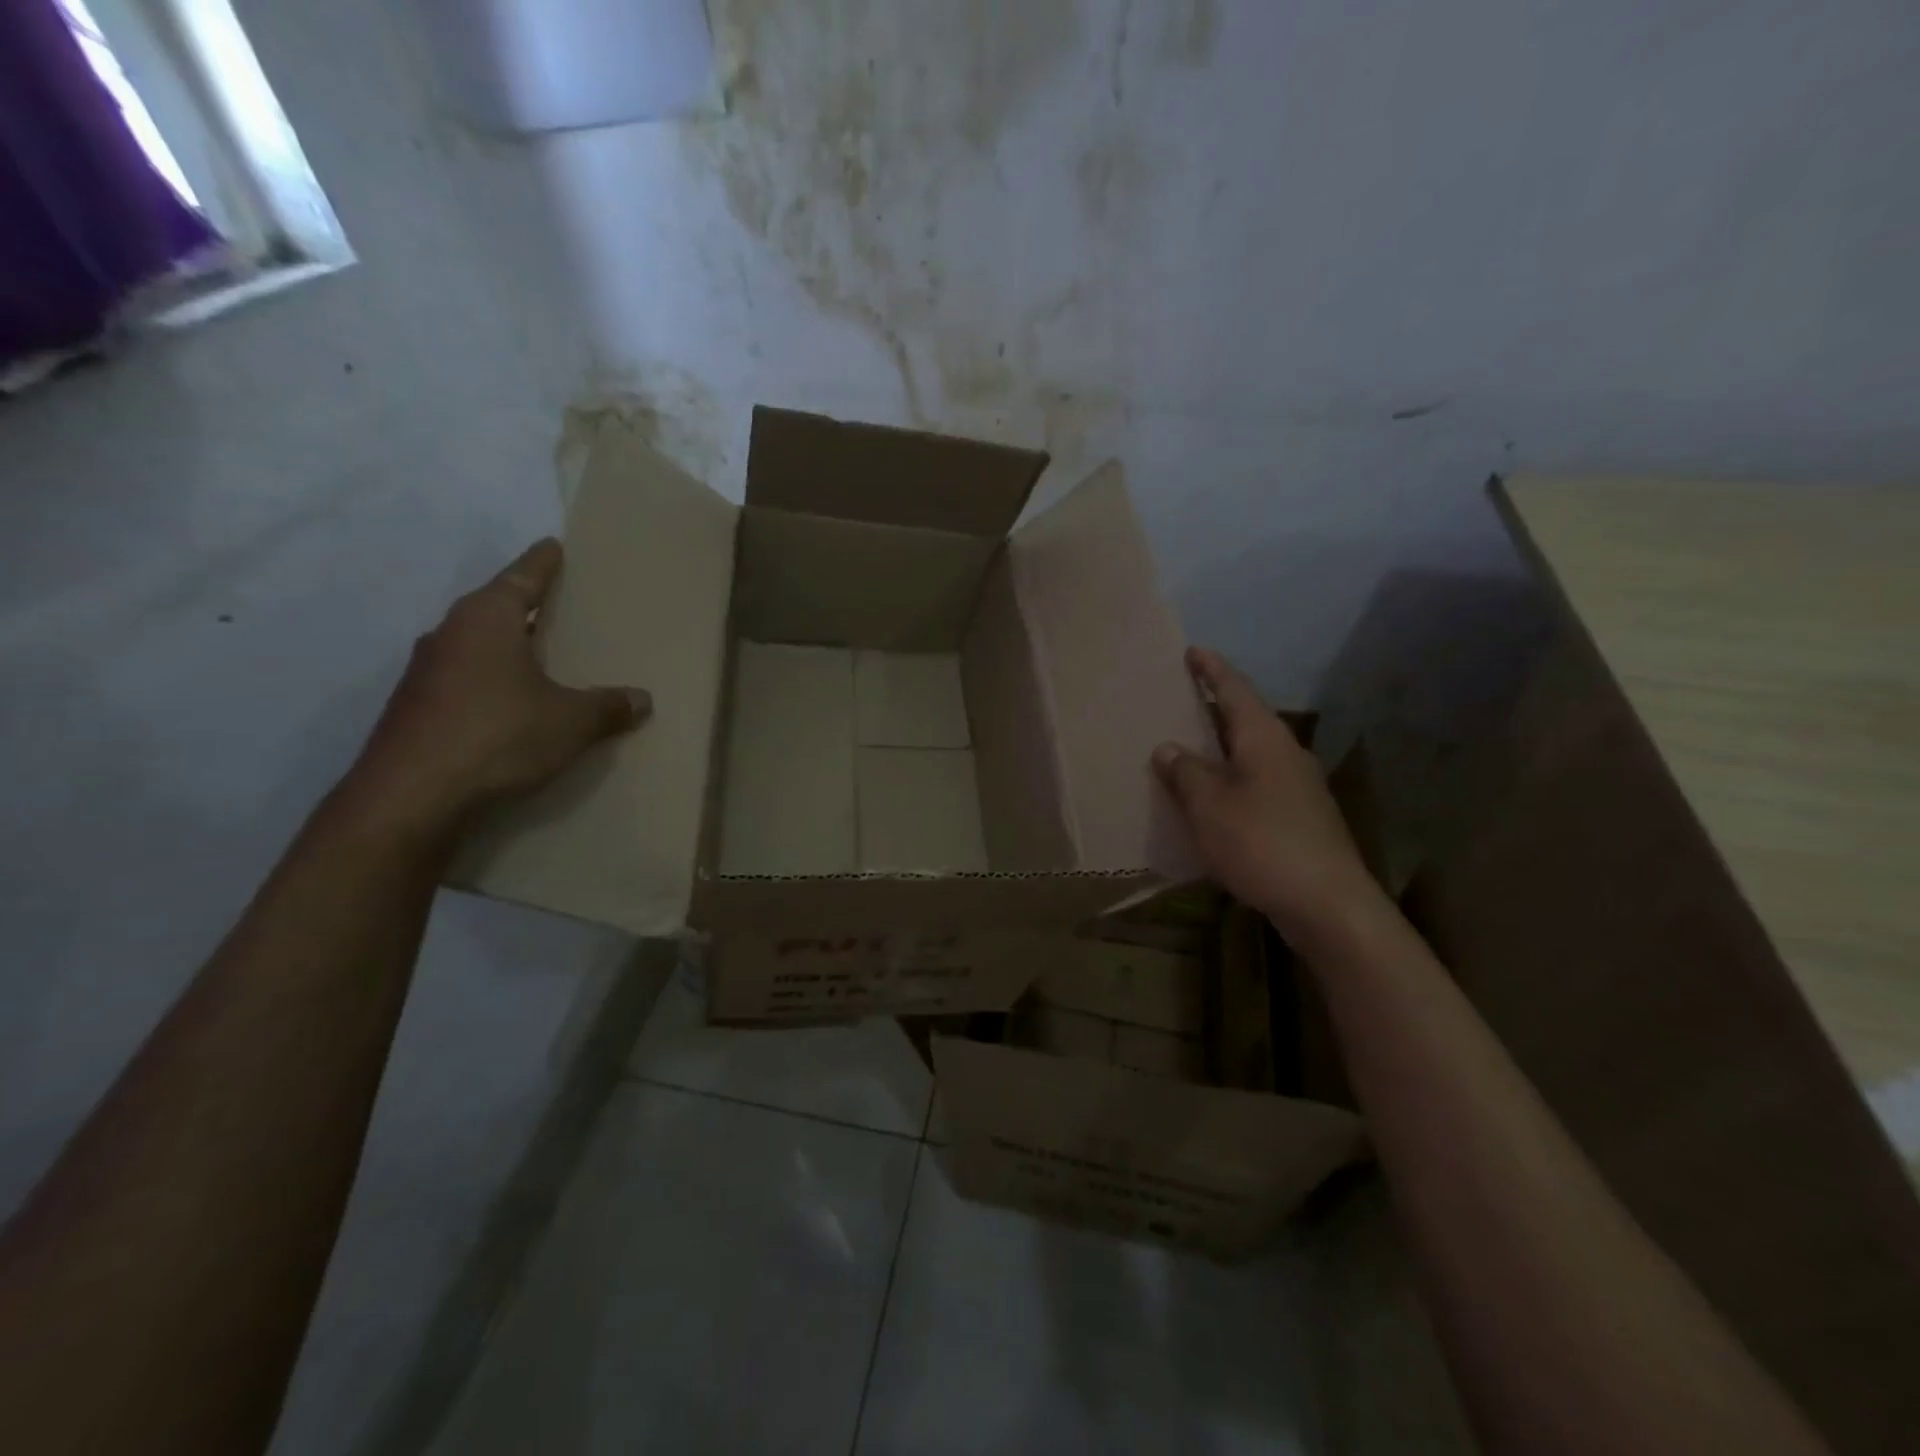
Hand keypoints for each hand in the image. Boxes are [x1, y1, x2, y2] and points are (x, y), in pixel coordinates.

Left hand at [346, 539, 649, 836]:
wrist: (411, 795)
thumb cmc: (499, 736)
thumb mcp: (571, 721)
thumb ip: (608, 707)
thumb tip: (642, 699)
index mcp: (487, 620)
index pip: (521, 578)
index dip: (542, 563)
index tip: (553, 545)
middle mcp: (451, 634)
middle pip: (494, 607)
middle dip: (525, 604)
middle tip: (556, 601)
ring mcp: (426, 672)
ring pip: (475, 644)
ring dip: (505, 645)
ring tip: (537, 652)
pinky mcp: (416, 707)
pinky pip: (463, 677)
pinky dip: (489, 679)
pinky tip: (509, 701)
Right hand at [1153, 648, 1382, 950]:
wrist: (1327, 903)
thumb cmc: (1261, 842)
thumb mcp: (1209, 805)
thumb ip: (1185, 772)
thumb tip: (1169, 748)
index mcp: (1264, 738)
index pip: (1235, 690)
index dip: (1212, 670)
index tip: (1192, 651)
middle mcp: (1286, 753)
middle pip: (1246, 719)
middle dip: (1214, 708)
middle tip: (1181, 699)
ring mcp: (1299, 786)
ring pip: (1252, 753)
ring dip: (1221, 747)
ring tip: (1189, 748)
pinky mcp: (1301, 816)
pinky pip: (1257, 782)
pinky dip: (1231, 778)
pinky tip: (1213, 798)